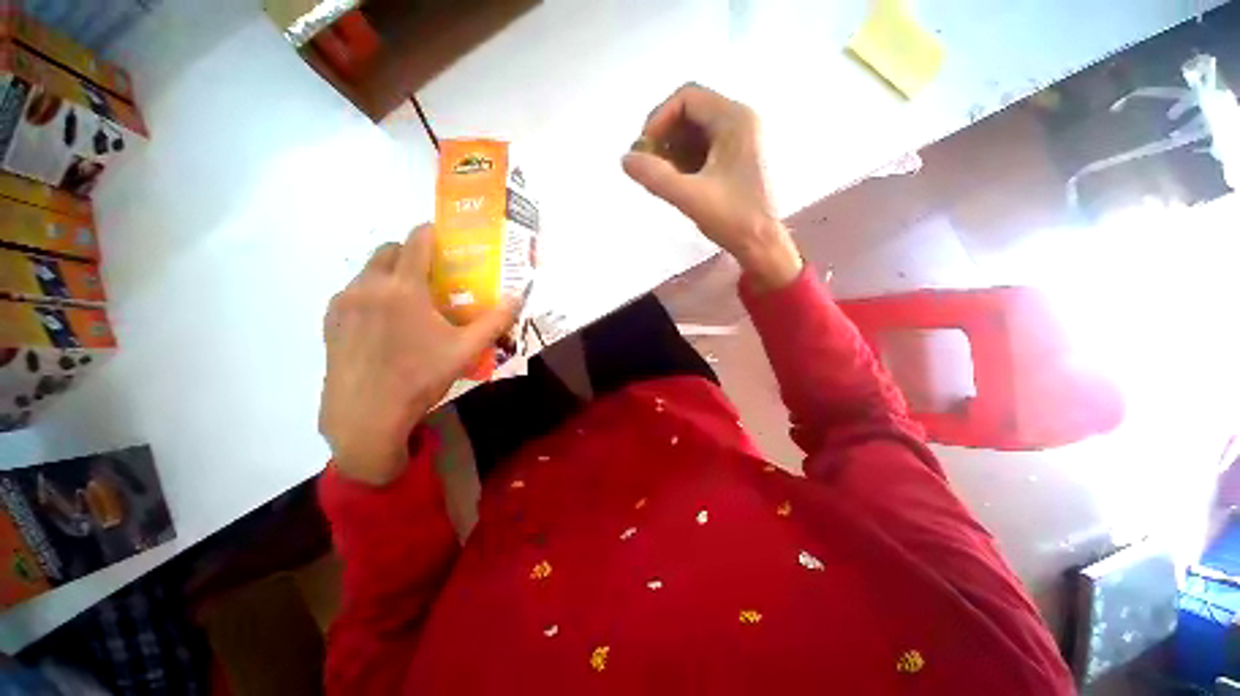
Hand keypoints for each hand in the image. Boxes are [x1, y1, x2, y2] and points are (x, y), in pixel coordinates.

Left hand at [319, 224, 519, 485]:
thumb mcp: (466, 349)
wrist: (366, 415)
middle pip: (388, 249)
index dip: (432, 232)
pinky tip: (386, 323)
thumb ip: (495, 320)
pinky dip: (372, 293)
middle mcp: (368, 286)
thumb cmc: (420, 377)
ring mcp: (344, 302)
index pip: (416, 241)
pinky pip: (353, 292)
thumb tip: (518, 297)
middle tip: (432, 275)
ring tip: (410, 302)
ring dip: (390, 273)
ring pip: (368, 270)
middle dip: (410, 252)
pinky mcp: (330, 320)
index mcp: (404, 288)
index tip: (446, 238)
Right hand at [622, 83, 802, 291]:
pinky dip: (683, 160)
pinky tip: (674, 181)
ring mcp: (739, 140)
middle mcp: (739, 121)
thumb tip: (625, 159)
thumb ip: (655, 177)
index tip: (643, 150)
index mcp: (734, 119)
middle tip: (648, 164)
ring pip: (694, 131)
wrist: (761, 244)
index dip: (658, 119)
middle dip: (663, 136)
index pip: (686, 98)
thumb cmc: (733, 219)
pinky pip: (702, 148)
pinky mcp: (735, 159)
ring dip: (671, 149)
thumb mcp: (690, 197)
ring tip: (659, 176)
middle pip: (690, 112)